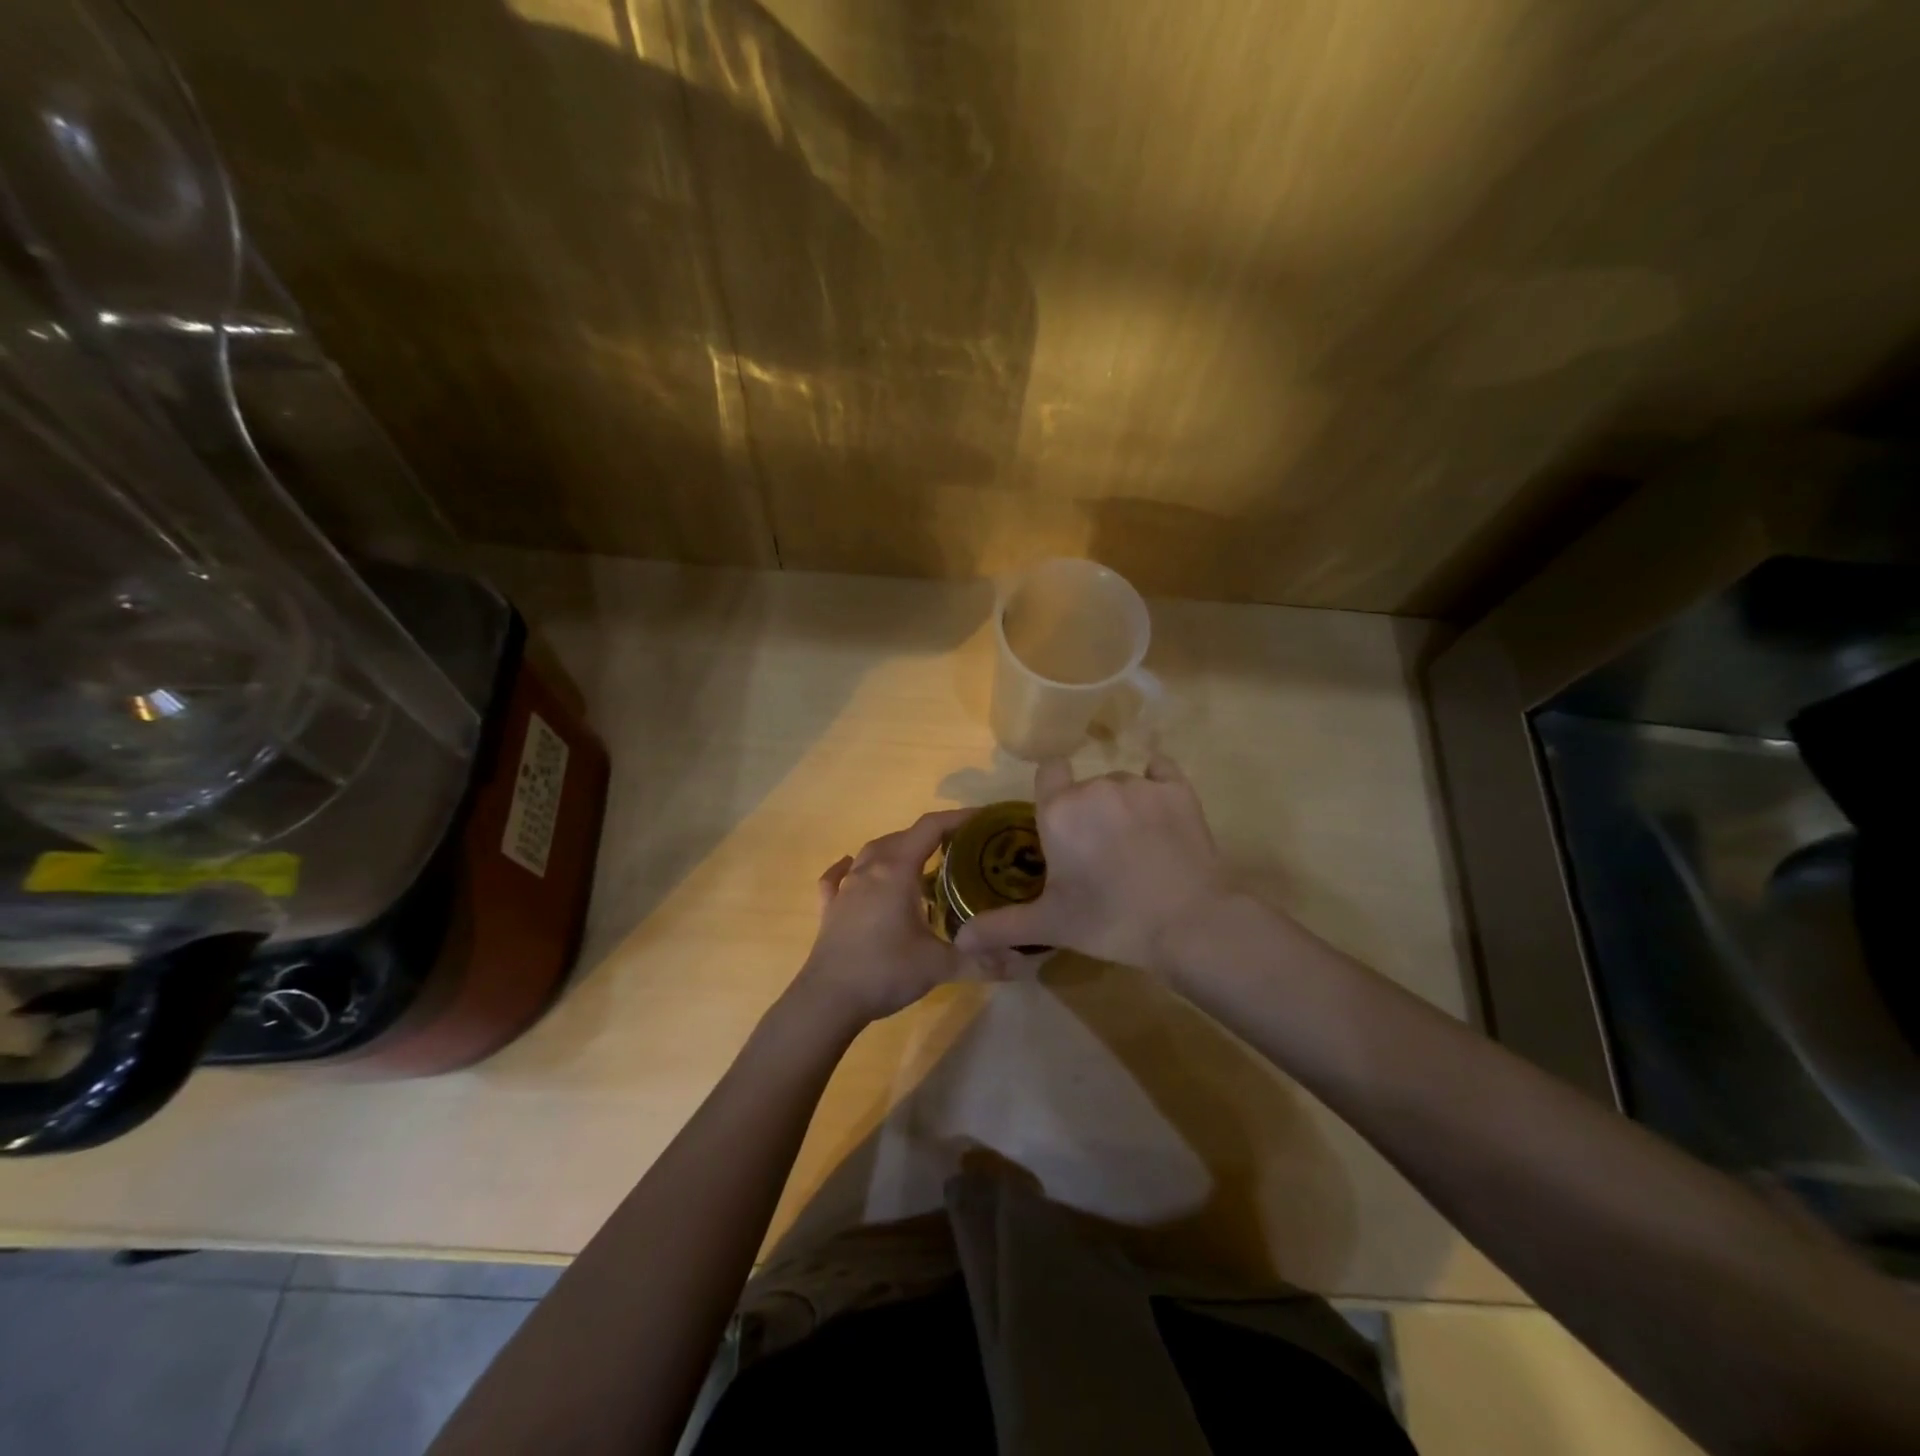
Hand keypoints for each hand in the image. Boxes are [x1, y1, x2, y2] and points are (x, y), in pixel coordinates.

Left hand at [792, 808, 988, 1027]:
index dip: (958, 819)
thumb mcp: (939, 966)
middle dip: (932, 837)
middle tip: (960, 850)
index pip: (930, 828)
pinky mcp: (829, 908)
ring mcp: (845, 888)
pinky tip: (851, 869)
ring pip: (872, 852)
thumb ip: (981, 961)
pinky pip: (838, 877)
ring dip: (896, 850)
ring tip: (919, 862)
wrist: (828, 1000)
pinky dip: (849, 869)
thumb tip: (1024, 963)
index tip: (983, 820)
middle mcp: (869, 869)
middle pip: (902, 837)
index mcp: (896, 871)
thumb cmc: (885, 971)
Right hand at [954, 755, 1231, 972]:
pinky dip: (1158, 784)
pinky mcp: (1178, 790)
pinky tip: (1160, 811)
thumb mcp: (1050, 924)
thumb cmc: (1109, 920)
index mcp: (1059, 811)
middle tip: (1099, 855)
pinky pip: (1161, 772)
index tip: (1061, 826)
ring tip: (1136, 847)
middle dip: (1088, 813)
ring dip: (1121, 806)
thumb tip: (958, 940)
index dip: (1053, 794)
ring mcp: (1140, 785)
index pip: (1048, 771)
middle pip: (1085, 787)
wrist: (1188, 923)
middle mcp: (1095, 787)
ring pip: (1120, 784)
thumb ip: (1001, 925)